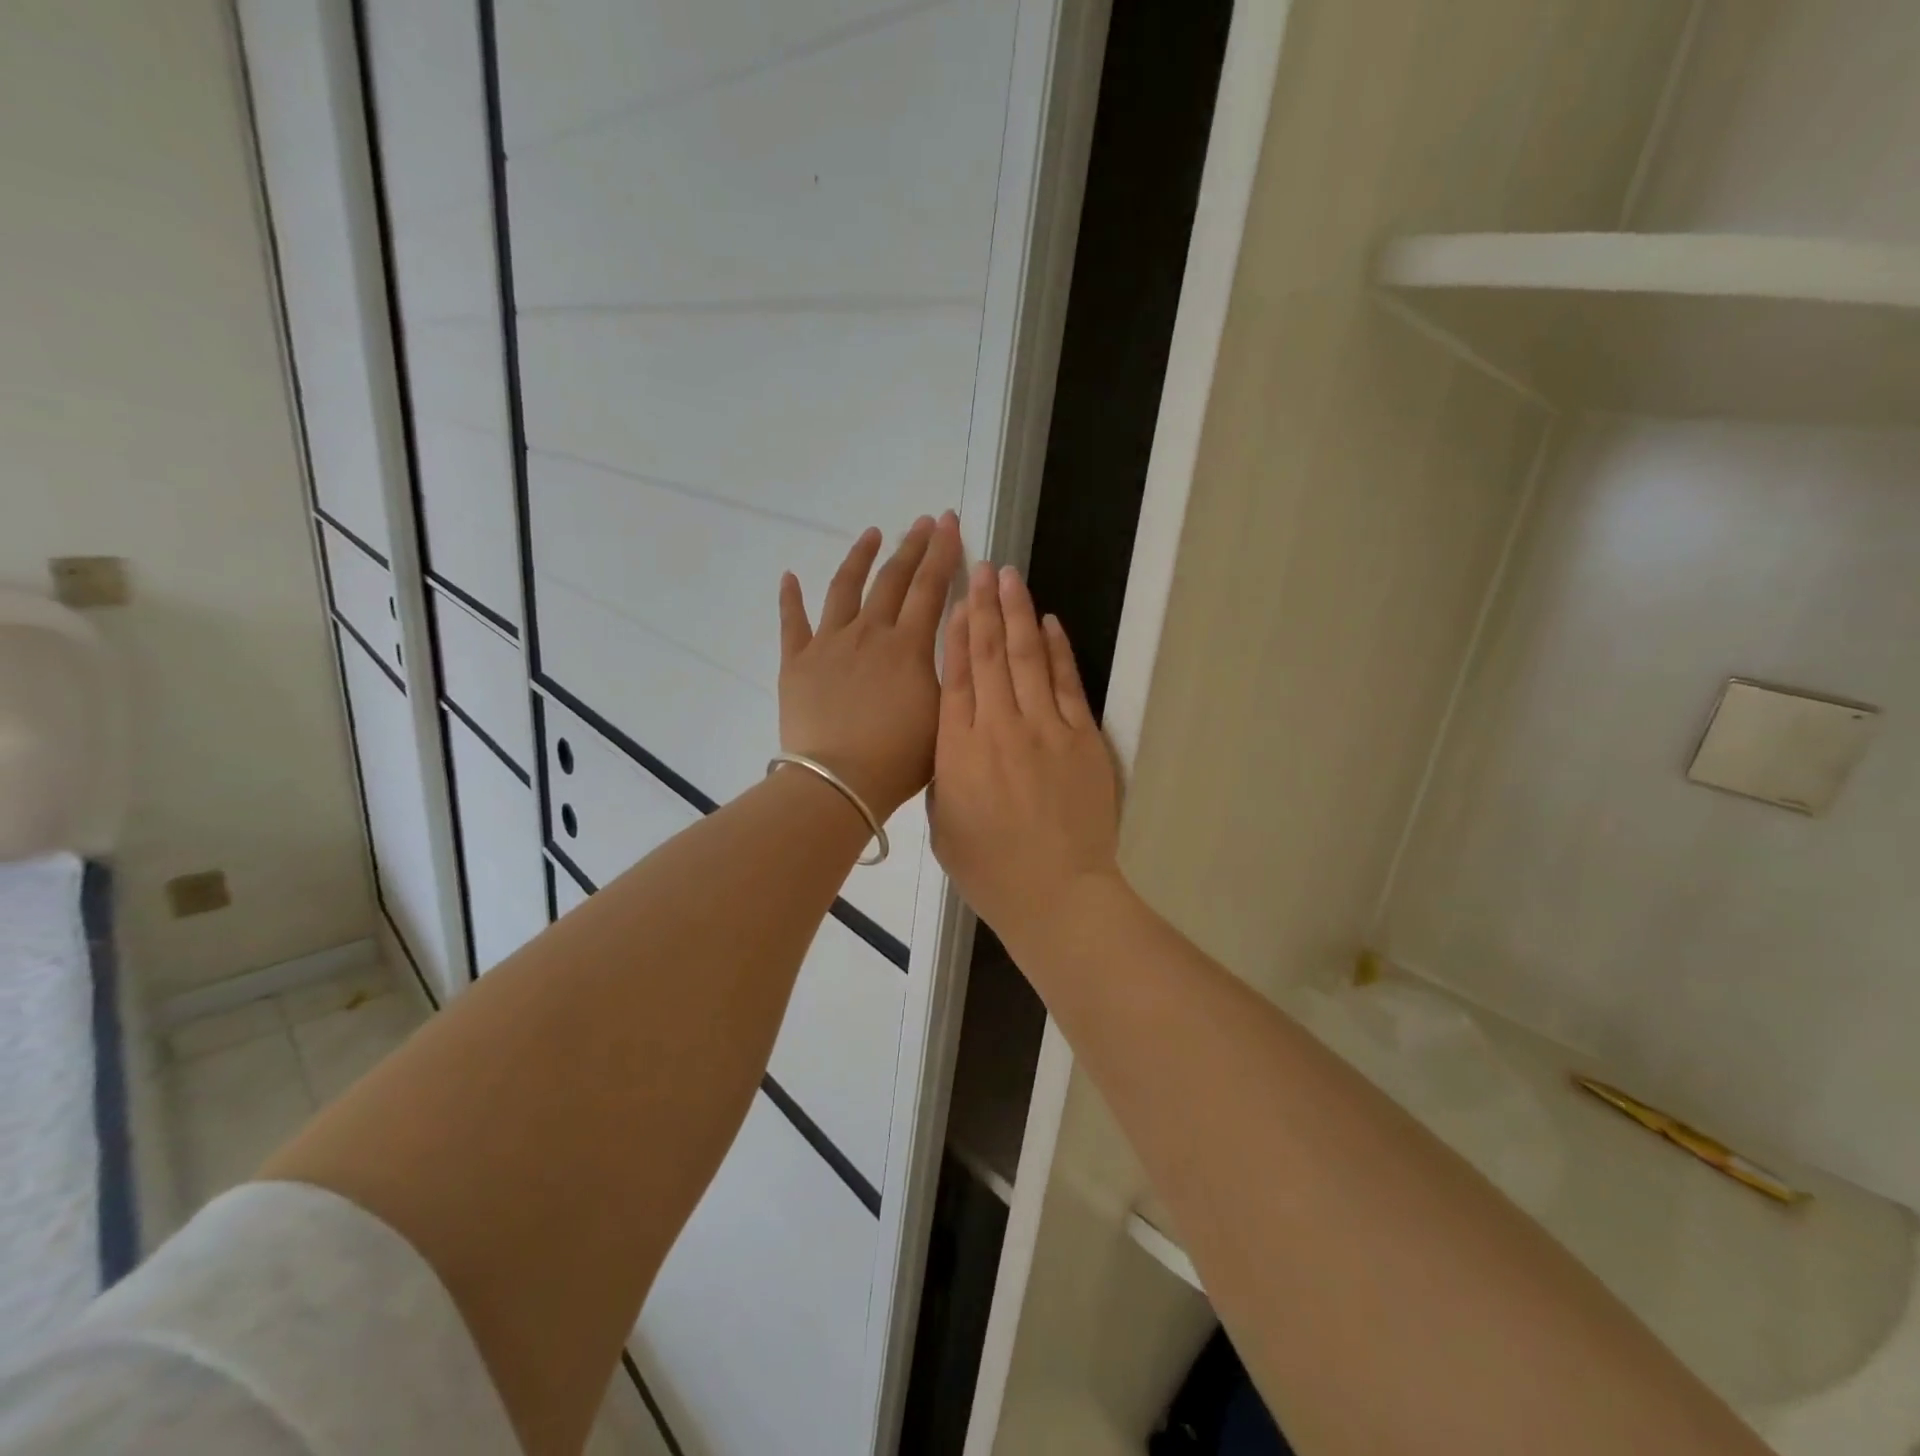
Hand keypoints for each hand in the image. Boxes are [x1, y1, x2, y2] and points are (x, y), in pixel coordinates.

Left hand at [778, 513, 962, 822]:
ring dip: (860, 557)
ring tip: (871, 534)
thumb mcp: (944, 713)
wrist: (838, 783)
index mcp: (907, 646)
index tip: (949, 523)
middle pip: (892, 579)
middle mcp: (869, 633)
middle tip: (923, 522)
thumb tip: (961, 628)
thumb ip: (952, 668)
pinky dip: (790, 598)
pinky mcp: (797, 662)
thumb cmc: (899, 758)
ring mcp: (828, 644)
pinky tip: (789, 576)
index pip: (930, 587)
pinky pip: (792, 622)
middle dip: (911, 546)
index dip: (942, 552)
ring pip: (844, 588)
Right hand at [931, 561, 1121, 954]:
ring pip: (1028, 657)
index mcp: (958, 749)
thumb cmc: (989, 868)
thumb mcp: (943, 822)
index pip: (956, 675)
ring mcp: (1046, 729)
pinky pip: (1067, 683)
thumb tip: (952, 735)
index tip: (958, 599)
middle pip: (991, 654)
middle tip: (982, 567)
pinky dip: (1058, 649)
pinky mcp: (1082, 738)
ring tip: (1011, 577)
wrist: (1056, 893)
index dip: (957, 632)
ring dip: (1019, 613)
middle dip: (985, 606)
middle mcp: (1000, 727)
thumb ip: (944, 771)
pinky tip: (1049, 622)